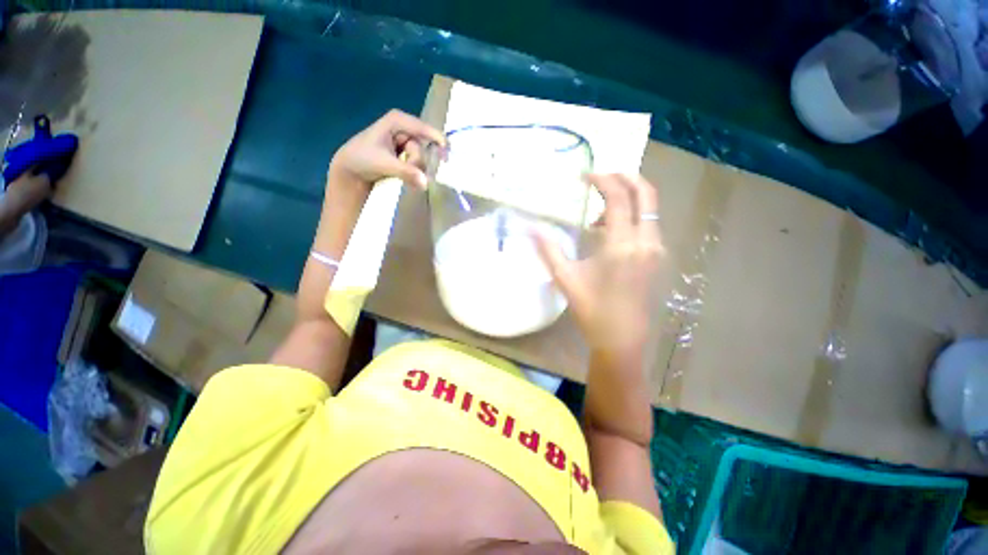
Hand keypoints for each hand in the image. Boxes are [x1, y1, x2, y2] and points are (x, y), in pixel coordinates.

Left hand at [328, 109, 444, 192]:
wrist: (350, 170)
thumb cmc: (362, 160)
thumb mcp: (384, 164)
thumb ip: (406, 172)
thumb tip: (426, 183)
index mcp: (398, 120)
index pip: (424, 129)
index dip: (438, 141)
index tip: (447, 156)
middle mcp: (404, 129)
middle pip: (423, 147)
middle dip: (418, 162)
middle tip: (410, 174)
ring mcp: (406, 142)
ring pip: (422, 158)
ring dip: (416, 170)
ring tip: (405, 178)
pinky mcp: (405, 155)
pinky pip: (418, 164)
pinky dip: (415, 172)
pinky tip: (410, 179)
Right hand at [536, 174, 664, 353]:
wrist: (621, 340)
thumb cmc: (591, 310)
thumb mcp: (565, 278)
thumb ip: (548, 250)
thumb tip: (530, 227)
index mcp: (622, 245)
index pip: (618, 198)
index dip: (602, 180)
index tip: (584, 175)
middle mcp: (646, 242)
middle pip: (646, 194)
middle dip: (625, 177)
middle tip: (601, 177)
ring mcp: (655, 250)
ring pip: (649, 209)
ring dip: (626, 200)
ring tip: (597, 214)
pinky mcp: (656, 258)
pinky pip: (647, 224)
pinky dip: (631, 216)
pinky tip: (608, 232)